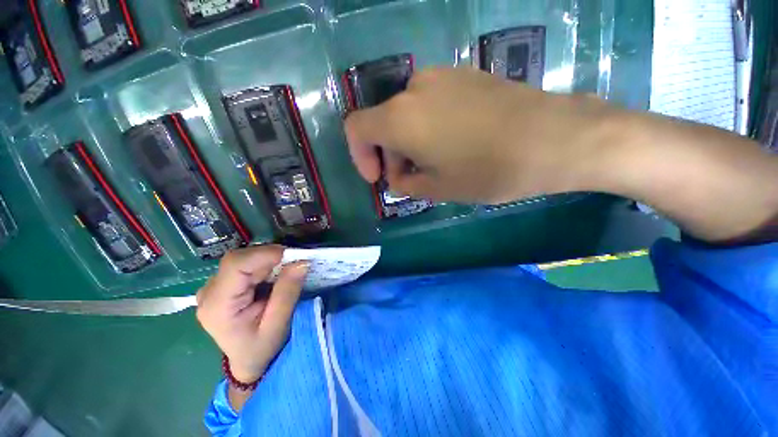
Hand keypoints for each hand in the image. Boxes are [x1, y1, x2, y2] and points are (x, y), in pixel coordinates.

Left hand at [196, 245, 307, 382]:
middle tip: (294, 264)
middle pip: (239, 259)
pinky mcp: (222, 284)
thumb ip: (287, 292)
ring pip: (243, 258)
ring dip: (268, 260)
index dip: (265, 254)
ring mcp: (213, 287)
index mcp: (218, 305)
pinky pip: (245, 264)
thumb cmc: (261, 348)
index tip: (293, 256)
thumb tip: (301, 262)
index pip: (236, 265)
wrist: (247, 360)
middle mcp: (209, 292)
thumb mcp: (278, 324)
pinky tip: (274, 276)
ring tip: (286, 271)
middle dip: (270, 256)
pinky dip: (264, 264)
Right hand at [344, 66, 617, 203]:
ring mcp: (441, 77)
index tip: (378, 177)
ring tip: (436, 166)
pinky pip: (429, 105)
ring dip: (410, 143)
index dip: (360, 155)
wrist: (554, 138)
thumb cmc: (488, 171)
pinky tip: (453, 145)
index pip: (356, 129)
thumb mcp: (437, 188)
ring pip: (407, 115)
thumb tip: (397, 176)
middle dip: (391, 155)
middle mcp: (414, 89)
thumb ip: (405, 183)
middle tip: (413, 180)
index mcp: (401, 118)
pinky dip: (428, 129)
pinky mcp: (464, 76)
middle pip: (383, 124)